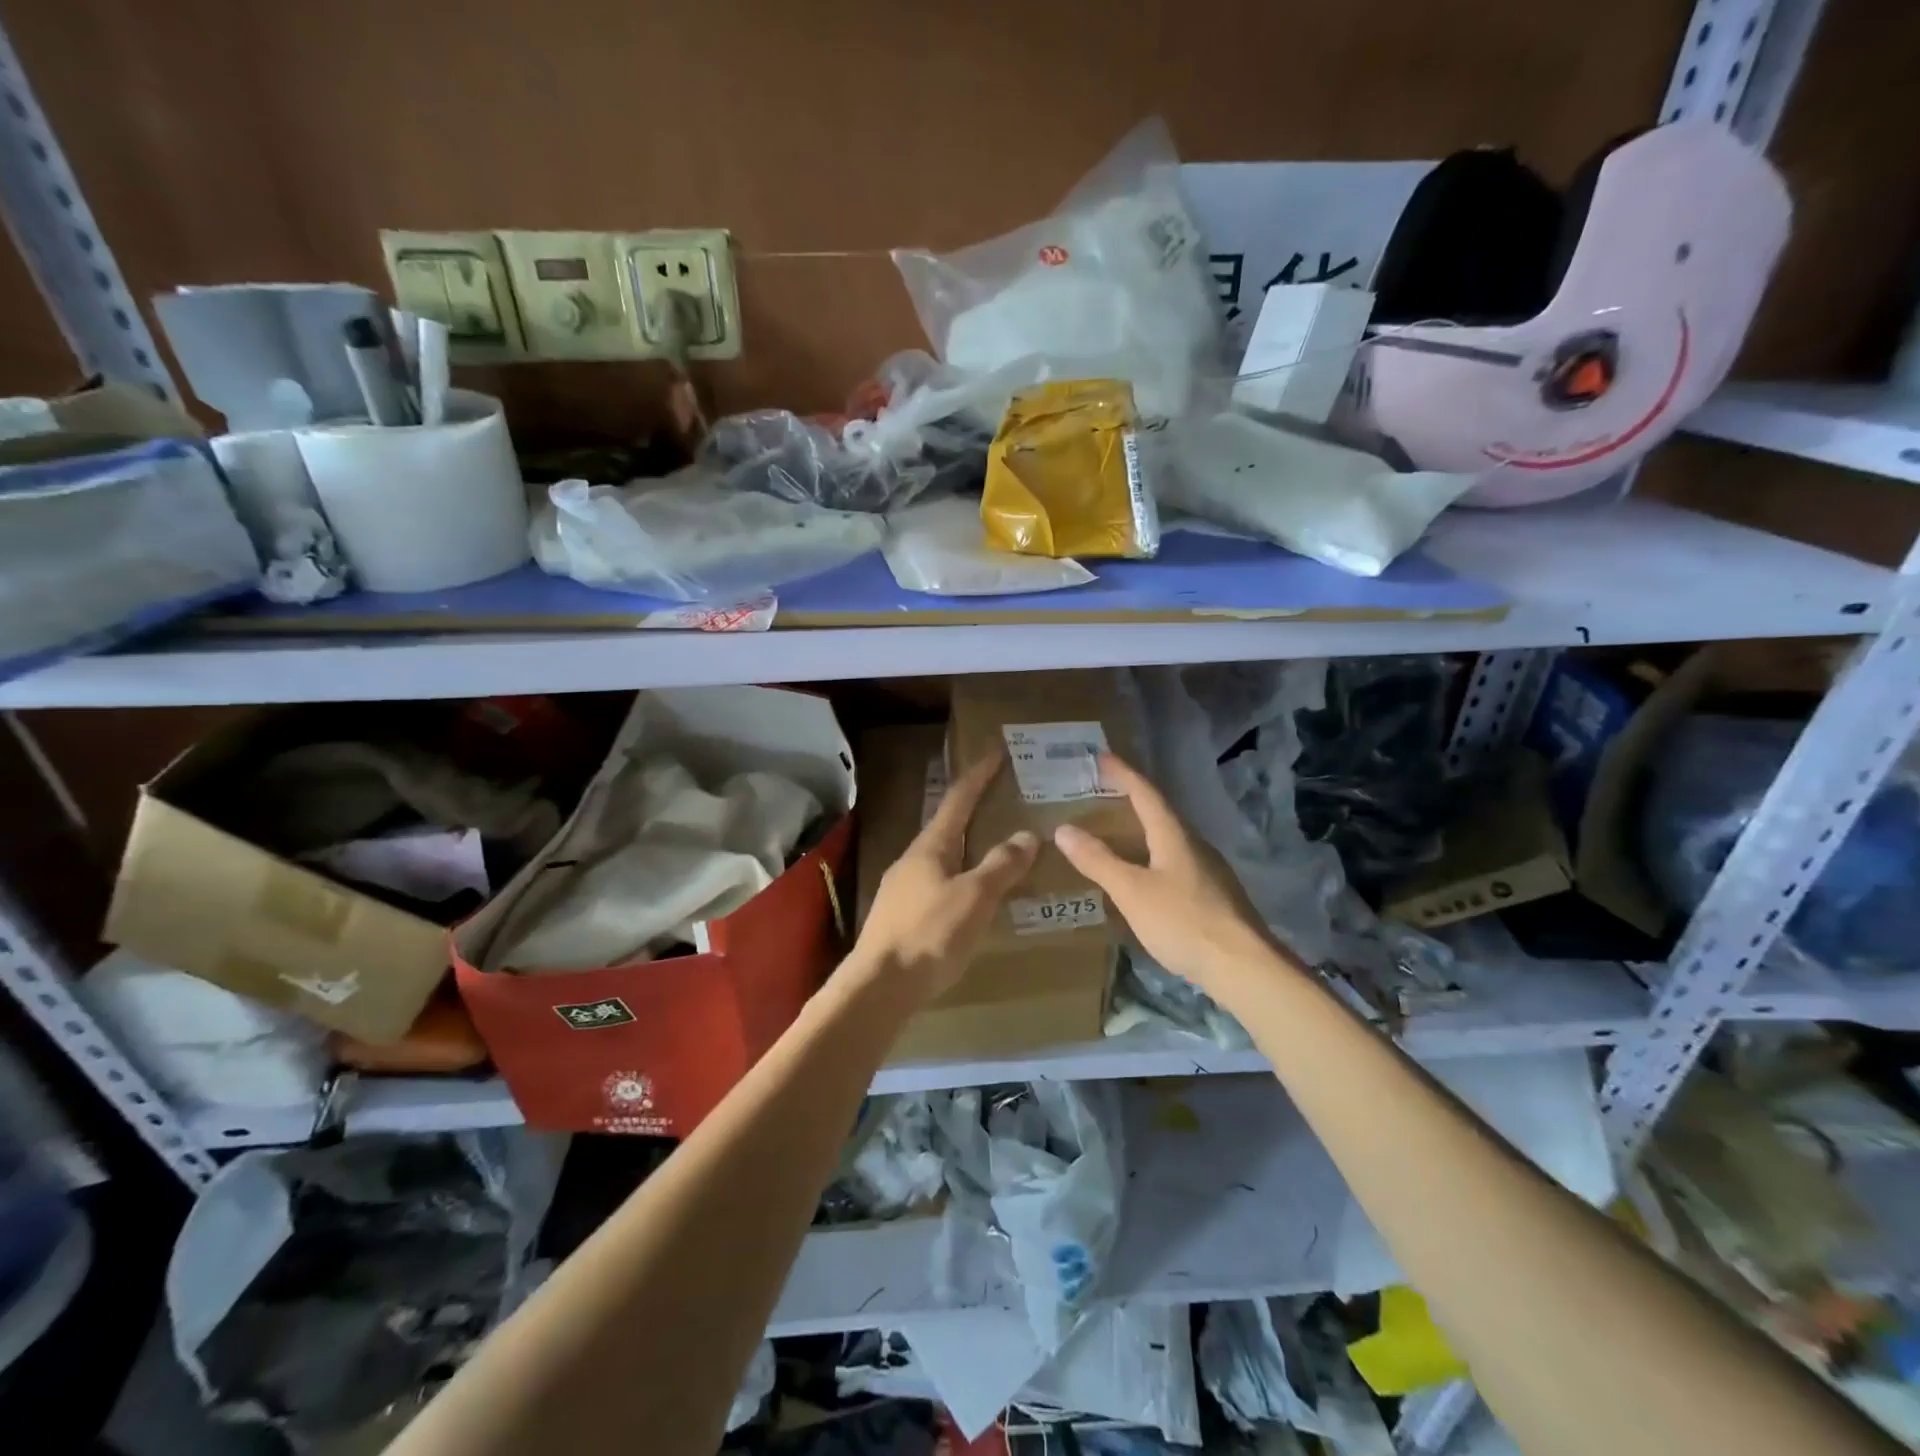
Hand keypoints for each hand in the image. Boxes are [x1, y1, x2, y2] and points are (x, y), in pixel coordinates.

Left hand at [854, 755, 1038, 998]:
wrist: (879, 986)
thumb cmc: (930, 934)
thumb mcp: (974, 897)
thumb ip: (1001, 866)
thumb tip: (1027, 835)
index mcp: (930, 847)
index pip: (958, 799)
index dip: (978, 775)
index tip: (996, 752)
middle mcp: (912, 859)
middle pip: (946, 824)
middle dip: (973, 809)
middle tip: (1001, 800)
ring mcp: (902, 887)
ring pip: (941, 856)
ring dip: (966, 845)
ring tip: (992, 847)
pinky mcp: (901, 915)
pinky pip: (936, 882)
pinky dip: (959, 875)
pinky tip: (970, 895)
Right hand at [1053, 753, 1292, 1001]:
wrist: (1244, 967)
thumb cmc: (1184, 921)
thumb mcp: (1132, 891)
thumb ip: (1098, 860)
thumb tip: (1063, 829)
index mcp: (1174, 835)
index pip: (1146, 793)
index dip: (1123, 773)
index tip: (1102, 757)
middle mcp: (1194, 845)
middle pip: (1160, 813)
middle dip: (1131, 800)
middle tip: (1102, 793)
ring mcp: (1207, 871)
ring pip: (1169, 840)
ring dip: (1142, 830)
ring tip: (1115, 833)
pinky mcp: (1213, 896)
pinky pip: (1175, 863)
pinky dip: (1152, 857)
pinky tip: (1142, 876)